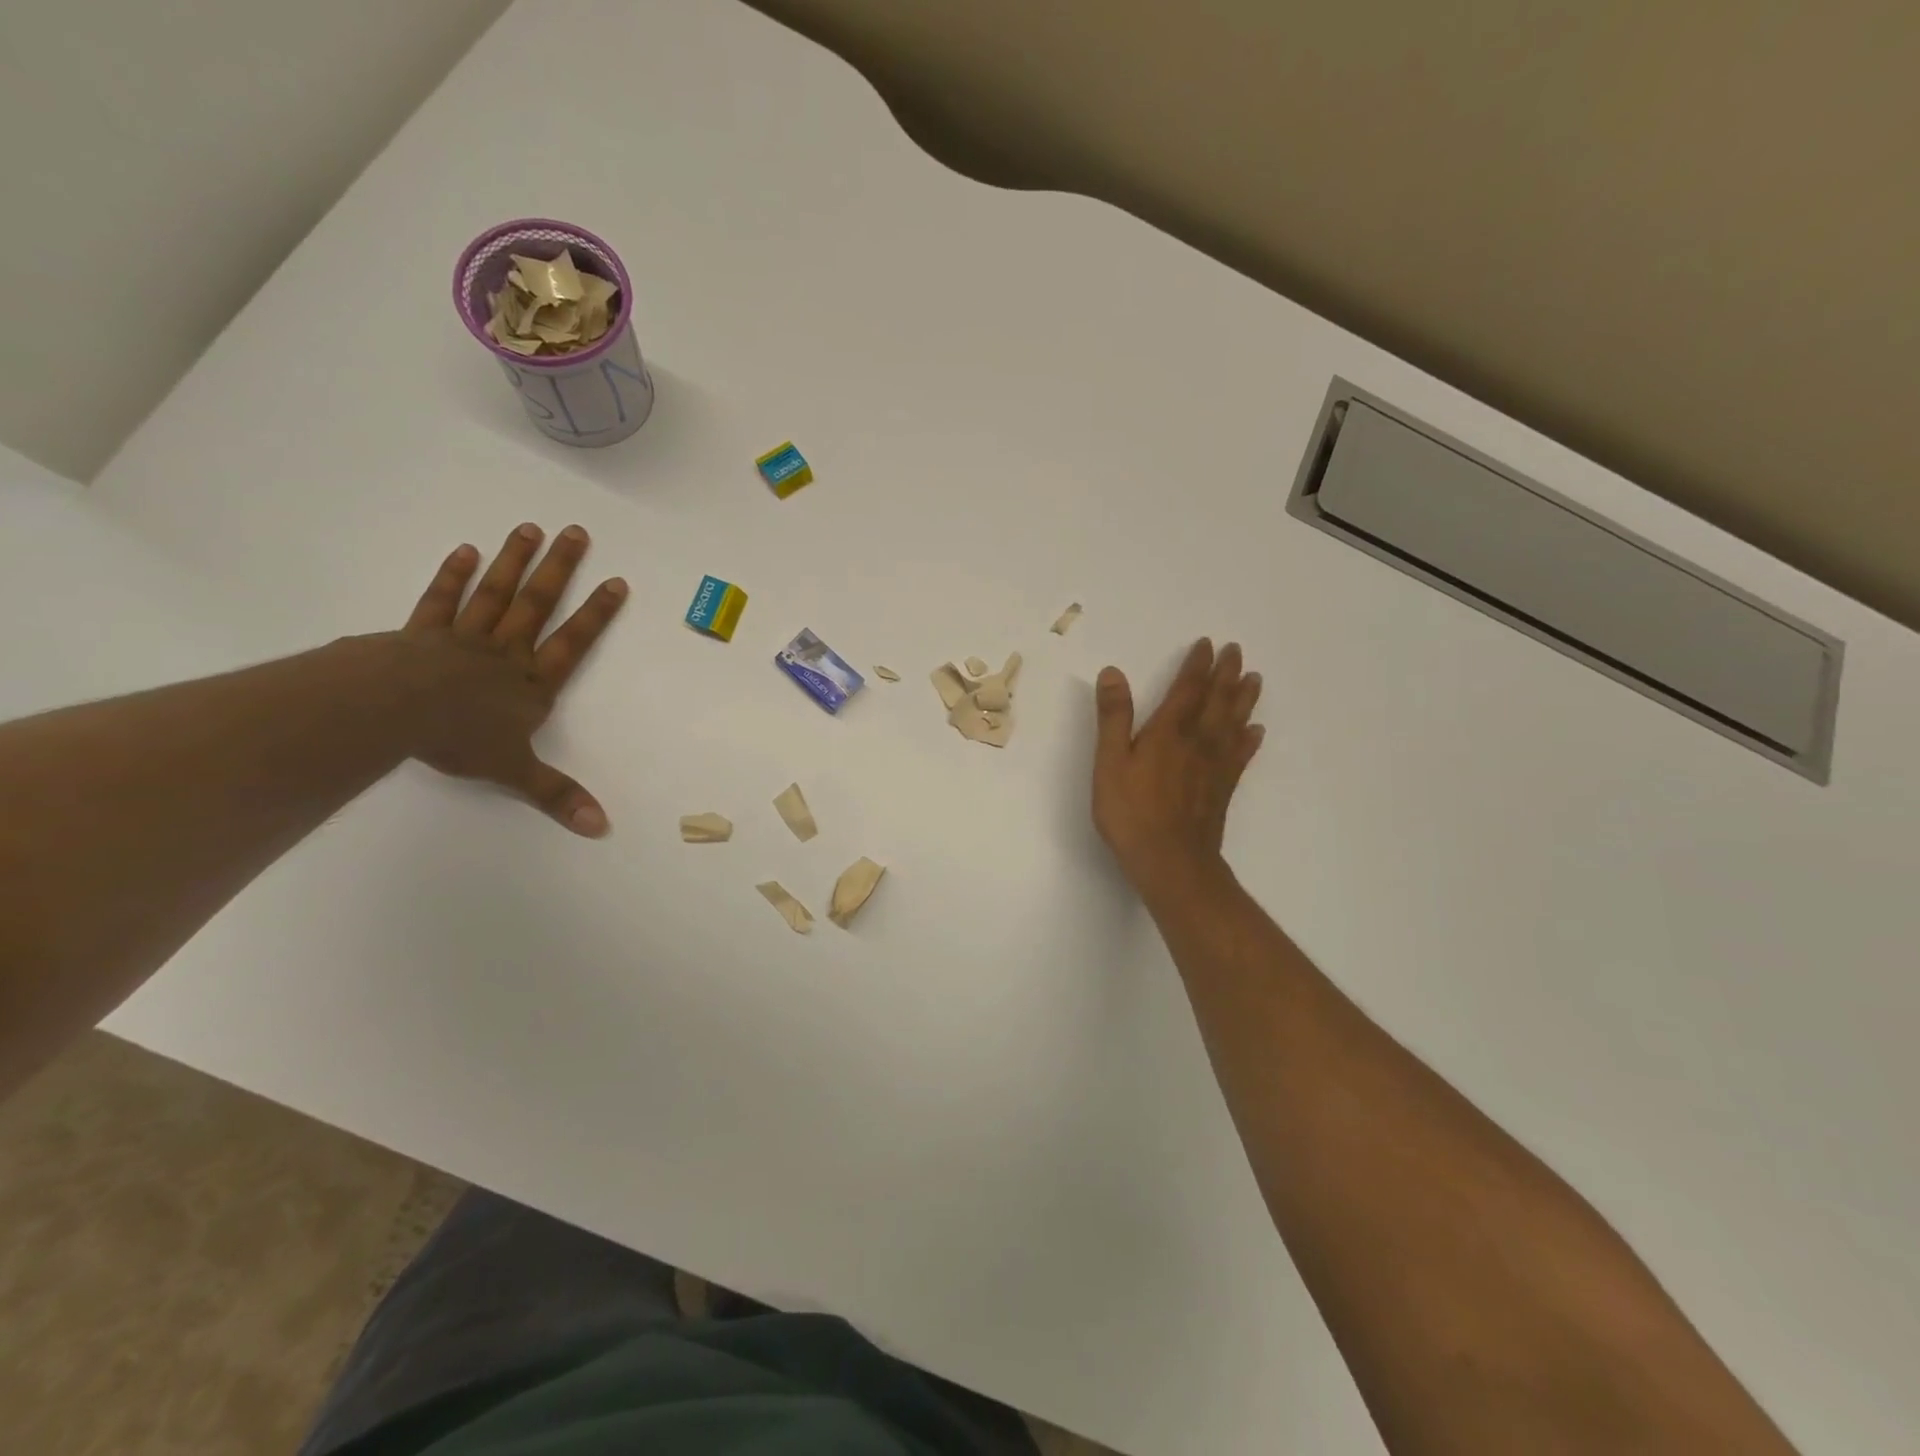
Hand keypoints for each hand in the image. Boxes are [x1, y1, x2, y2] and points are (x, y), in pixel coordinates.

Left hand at [399, 522, 627, 835]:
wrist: (391, 712)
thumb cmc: (458, 739)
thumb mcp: (514, 772)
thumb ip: (557, 795)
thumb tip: (602, 827)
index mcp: (531, 683)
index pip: (573, 642)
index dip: (596, 614)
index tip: (616, 581)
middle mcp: (505, 652)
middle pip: (537, 604)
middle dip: (559, 569)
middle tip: (576, 532)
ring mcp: (463, 638)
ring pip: (496, 594)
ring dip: (514, 561)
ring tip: (530, 528)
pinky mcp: (421, 633)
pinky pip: (441, 600)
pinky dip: (453, 576)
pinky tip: (466, 551)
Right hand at [1092, 638, 1263, 899]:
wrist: (1171, 861)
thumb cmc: (1132, 812)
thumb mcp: (1110, 762)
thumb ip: (1114, 717)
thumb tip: (1113, 671)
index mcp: (1169, 731)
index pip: (1188, 689)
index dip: (1197, 665)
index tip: (1208, 644)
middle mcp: (1198, 741)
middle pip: (1217, 700)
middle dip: (1226, 673)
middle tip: (1237, 650)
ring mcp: (1215, 765)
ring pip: (1234, 722)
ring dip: (1244, 698)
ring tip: (1254, 679)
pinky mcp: (1223, 788)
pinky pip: (1241, 754)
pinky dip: (1250, 739)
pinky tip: (1256, 731)